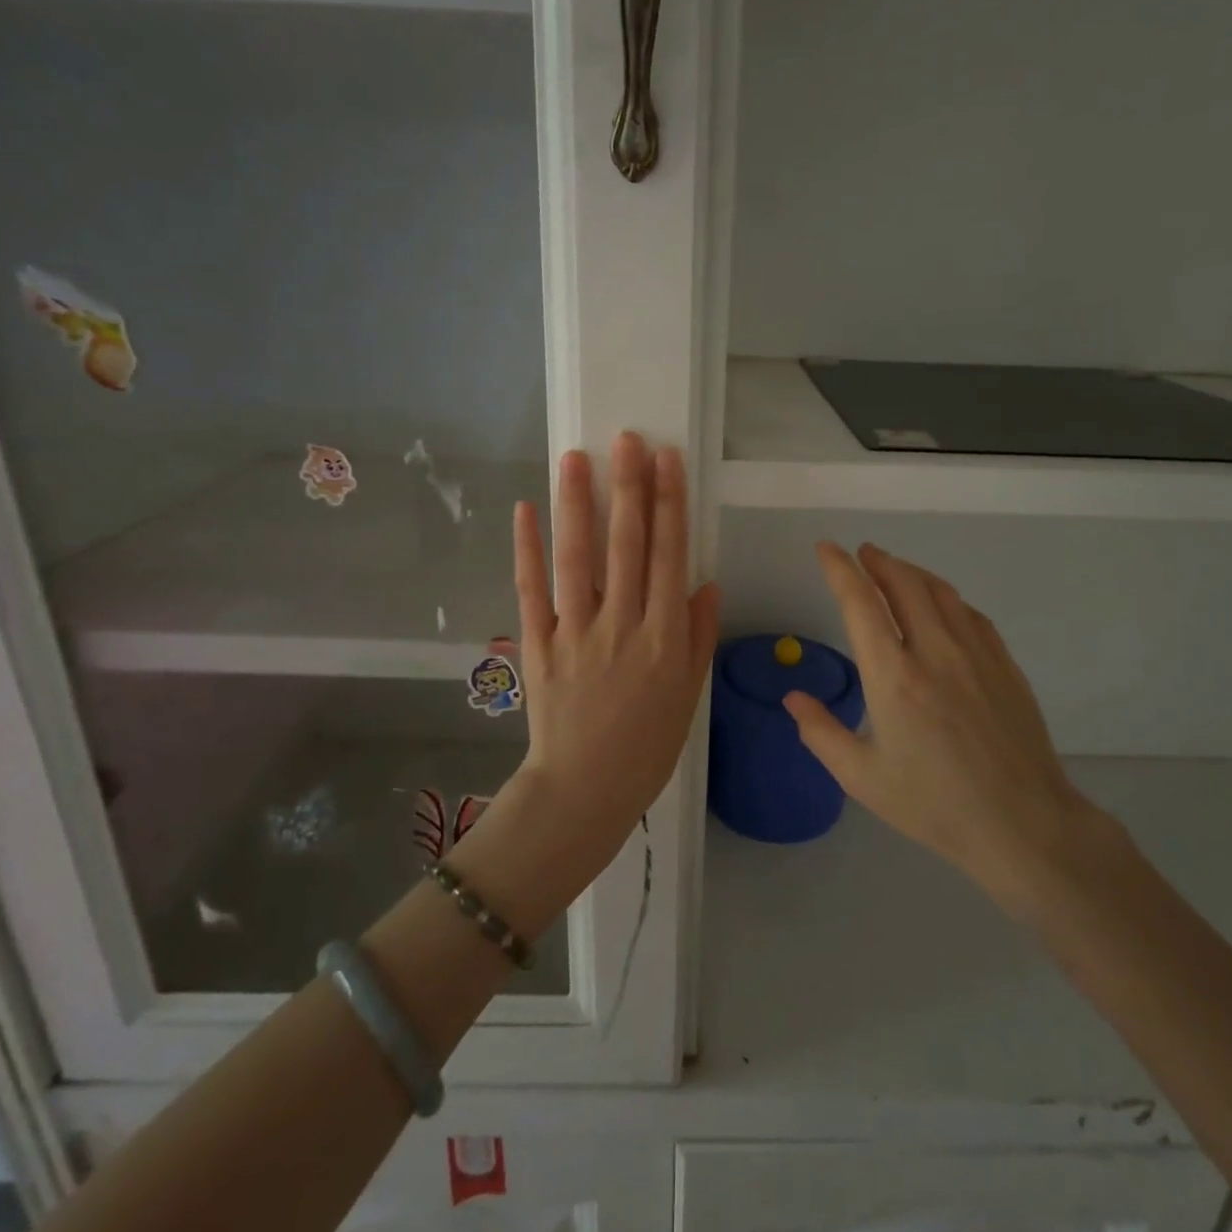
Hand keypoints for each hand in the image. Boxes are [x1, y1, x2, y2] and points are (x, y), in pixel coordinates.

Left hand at [510, 433, 720, 864]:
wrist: (585, 791)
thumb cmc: (647, 747)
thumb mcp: (688, 695)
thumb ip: (698, 635)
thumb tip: (706, 581)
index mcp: (665, 637)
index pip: (669, 556)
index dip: (669, 504)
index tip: (666, 460)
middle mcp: (622, 624)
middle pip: (627, 545)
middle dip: (629, 488)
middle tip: (627, 440)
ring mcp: (576, 632)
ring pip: (577, 557)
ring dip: (577, 504)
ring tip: (576, 457)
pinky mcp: (538, 644)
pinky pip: (531, 591)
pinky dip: (527, 549)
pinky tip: (526, 510)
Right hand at [784, 541, 1095, 904]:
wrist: (1022, 824)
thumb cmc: (933, 805)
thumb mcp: (861, 777)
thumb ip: (820, 732)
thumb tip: (792, 698)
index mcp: (893, 676)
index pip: (860, 604)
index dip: (839, 569)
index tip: (825, 548)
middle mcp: (934, 651)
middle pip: (904, 584)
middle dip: (877, 561)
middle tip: (861, 553)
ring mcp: (976, 654)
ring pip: (940, 592)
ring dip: (911, 572)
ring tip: (894, 569)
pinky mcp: (1005, 664)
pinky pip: (970, 614)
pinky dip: (946, 598)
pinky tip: (942, 606)